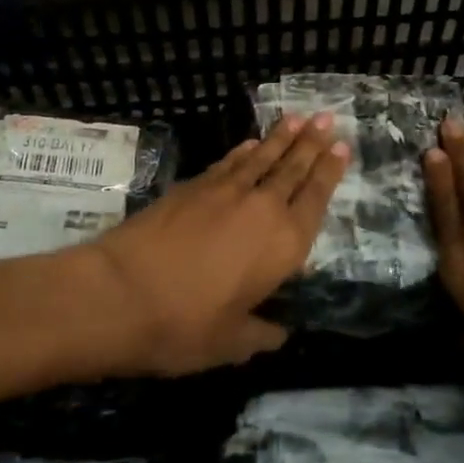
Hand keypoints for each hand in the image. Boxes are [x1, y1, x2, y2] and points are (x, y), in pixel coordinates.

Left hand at [93, 116, 348, 375]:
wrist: (120, 292)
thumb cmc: (183, 326)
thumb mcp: (230, 343)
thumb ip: (260, 334)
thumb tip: (280, 334)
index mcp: (283, 245)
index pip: (315, 199)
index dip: (330, 171)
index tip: (343, 146)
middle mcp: (262, 208)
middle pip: (293, 168)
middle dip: (313, 142)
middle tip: (328, 118)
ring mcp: (225, 191)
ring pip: (263, 157)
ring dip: (282, 137)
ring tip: (299, 118)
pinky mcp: (193, 186)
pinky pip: (229, 161)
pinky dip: (244, 150)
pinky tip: (252, 143)